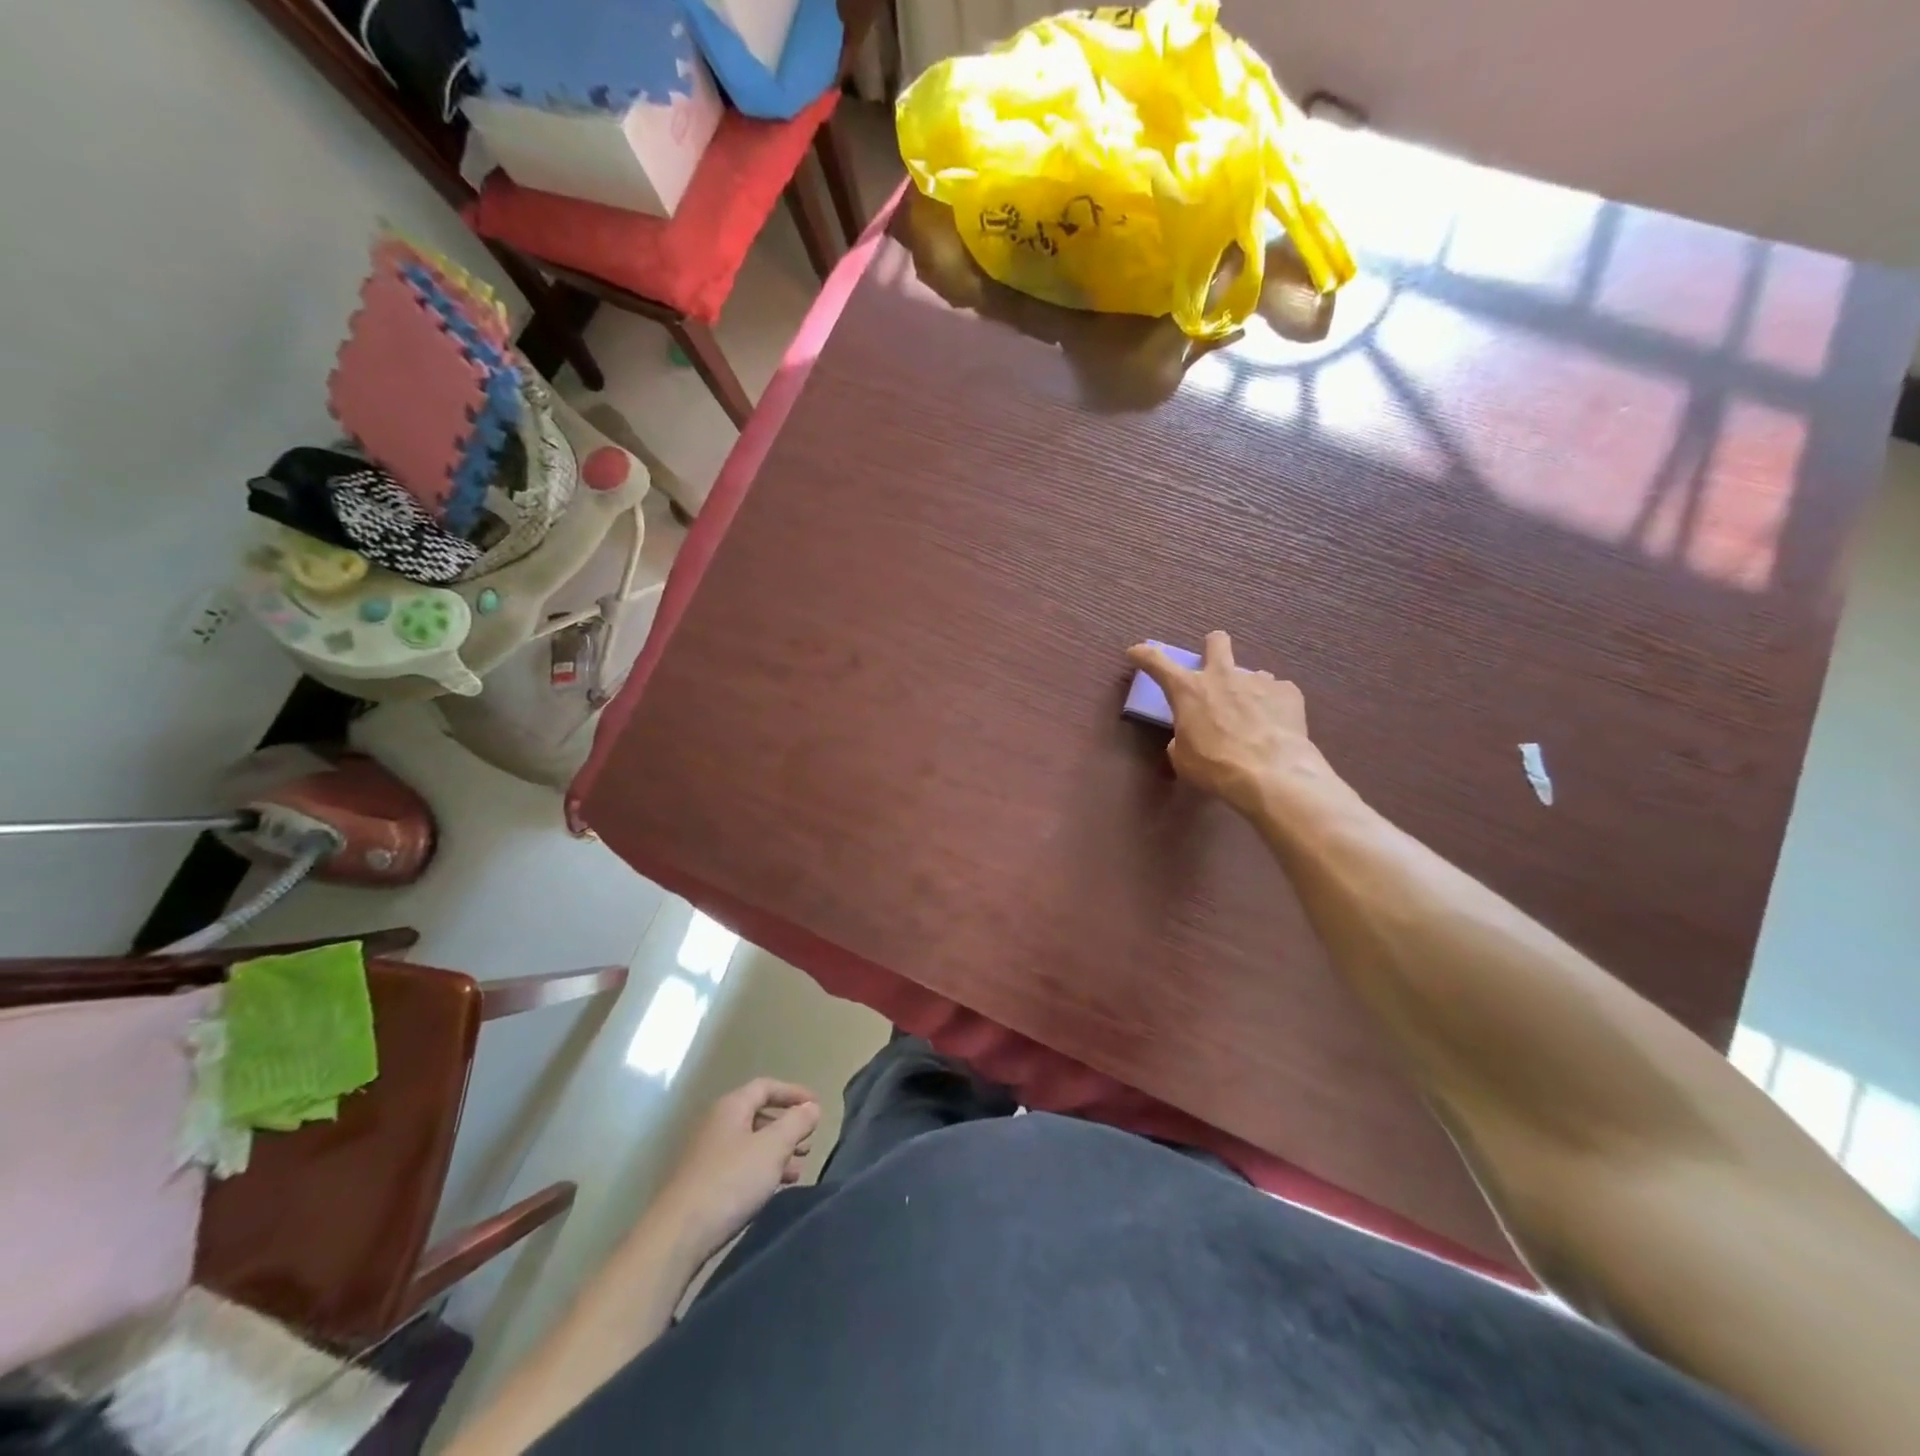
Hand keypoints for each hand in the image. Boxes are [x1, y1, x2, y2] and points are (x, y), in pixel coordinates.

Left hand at [653, 1078, 821, 1265]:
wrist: (677, 1236)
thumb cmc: (730, 1181)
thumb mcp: (772, 1148)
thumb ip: (796, 1123)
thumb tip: (811, 1107)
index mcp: (730, 1107)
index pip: (766, 1086)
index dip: (794, 1093)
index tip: (817, 1107)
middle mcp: (715, 1124)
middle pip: (758, 1115)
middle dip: (787, 1127)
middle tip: (808, 1144)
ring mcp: (705, 1154)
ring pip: (749, 1143)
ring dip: (776, 1153)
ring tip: (796, 1171)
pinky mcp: (701, 1183)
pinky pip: (739, 1166)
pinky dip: (760, 1171)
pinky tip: (772, 1189)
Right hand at [1127, 631, 1323, 814]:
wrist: (1272, 774)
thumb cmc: (1215, 767)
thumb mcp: (1183, 758)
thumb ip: (1182, 738)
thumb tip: (1189, 735)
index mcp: (1188, 691)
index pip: (1157, 662)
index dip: (1144, 654)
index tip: (1136, 651)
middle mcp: (1222, 676)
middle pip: (1216, 642)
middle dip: (1213, 646)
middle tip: (1214, 664)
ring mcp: (1258, 680)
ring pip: (1250, 674)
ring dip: (1247, 690)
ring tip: (1253, 717)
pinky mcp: (1288, 691)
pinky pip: (1277, 693)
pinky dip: (1274, 707)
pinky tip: (1277, 728)